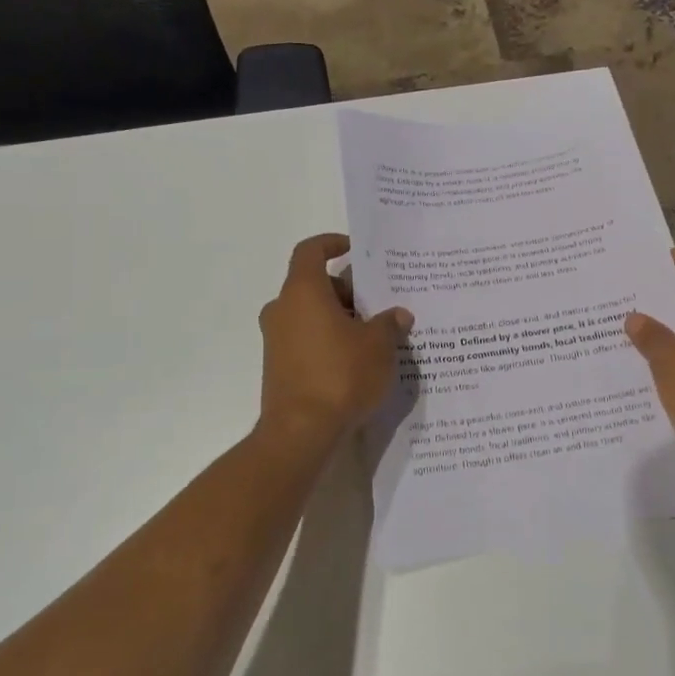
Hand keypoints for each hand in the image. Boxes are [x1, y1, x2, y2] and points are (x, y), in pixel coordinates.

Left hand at [257, 234, 412, 445]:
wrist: (301, 432)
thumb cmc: (341, 375)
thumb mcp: (379, 346)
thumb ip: (389, 324)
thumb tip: (398, 315)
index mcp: (303, 291)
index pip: (310, 251)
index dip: (332, 243)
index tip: (355, 251)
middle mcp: (282, 309)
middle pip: (313, 285)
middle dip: (346, 290)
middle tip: (377, 305)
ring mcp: (275, 339)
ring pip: (309, 314)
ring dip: (338, 318)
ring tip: (373, 336)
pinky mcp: (277, 366)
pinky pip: (305, 339)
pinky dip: (327, 340)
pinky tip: (355, 361)